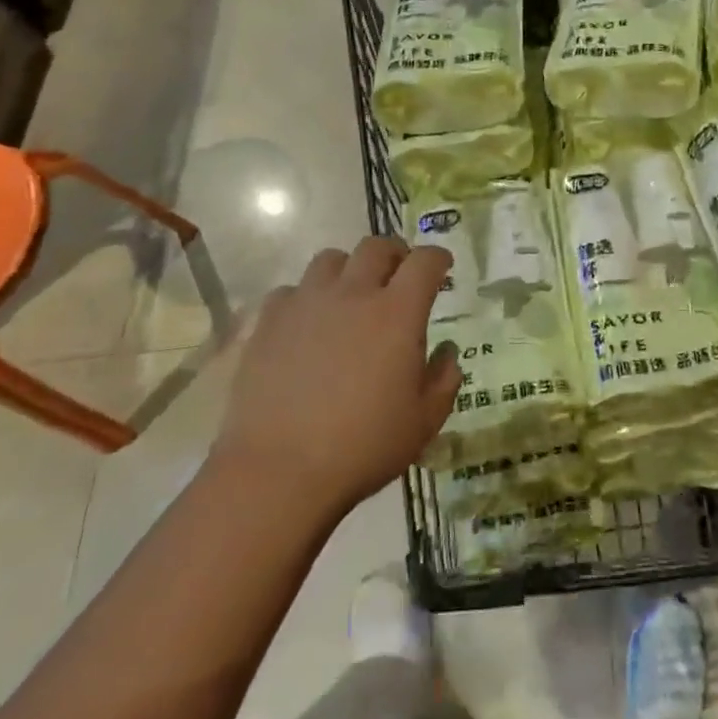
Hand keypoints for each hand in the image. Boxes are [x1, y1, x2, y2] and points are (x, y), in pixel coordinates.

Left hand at [213, 237, 461, 520]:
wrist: (278, 471)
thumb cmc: (362, 447)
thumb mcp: (423, 422)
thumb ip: (444, 379)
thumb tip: (446, 351)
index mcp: (397, 312)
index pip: (425, 261)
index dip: (438, 258)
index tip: (443, 267)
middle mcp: (354, 293)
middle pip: (377, 246)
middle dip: (395, 254)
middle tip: (398, 276)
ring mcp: (307, 303)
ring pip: (331, 259)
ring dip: (348, 269)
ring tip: (350, 295)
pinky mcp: (270, 321)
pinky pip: (291, 290)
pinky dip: (306, 298)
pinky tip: (307, 324)